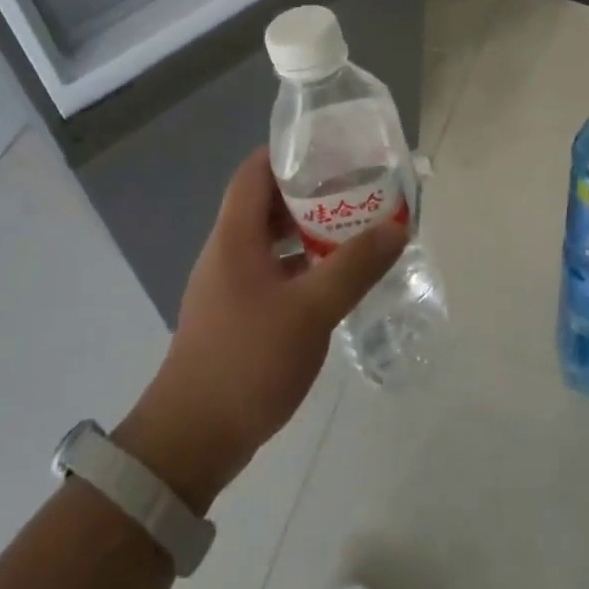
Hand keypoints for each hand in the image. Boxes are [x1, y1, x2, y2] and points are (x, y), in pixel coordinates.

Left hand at [114, 147, 406, 512]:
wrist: (191, 441)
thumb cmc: (246, 361)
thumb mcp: (310, 311)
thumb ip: (354, 267)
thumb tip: (397, 227)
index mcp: (235, 235)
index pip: (255, 171)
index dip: (289, 152)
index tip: (332, 147)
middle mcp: (228, 250)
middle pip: (266, 202)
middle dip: (310, 191)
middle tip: (356, 187)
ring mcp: (229, 284)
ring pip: (271, 239)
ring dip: (307, 230)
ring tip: (353, 226)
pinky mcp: (236, 313)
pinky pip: (272, 270)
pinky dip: (301, 264)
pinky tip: (334, 278)